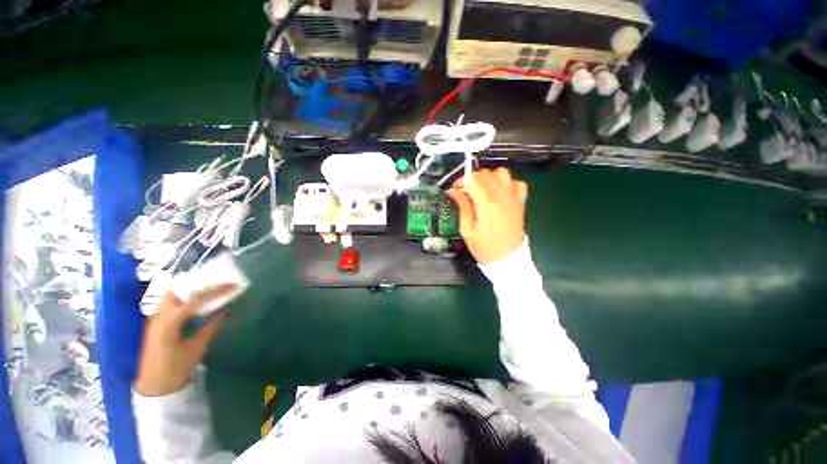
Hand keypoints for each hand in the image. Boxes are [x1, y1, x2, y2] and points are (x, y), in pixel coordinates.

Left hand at [134, 285, 236, 396]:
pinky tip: (196, 305)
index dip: (215, 289)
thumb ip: (212, 325)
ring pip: (171, 296)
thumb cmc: (177, 367)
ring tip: (210, 292)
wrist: (155, 387)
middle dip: (197, 285)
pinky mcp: (156, 324)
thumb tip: (227, 308)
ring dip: (190, 292)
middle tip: (217, 285)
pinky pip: (169, 306)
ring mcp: (155, 319)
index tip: (231, 284)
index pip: (195, 297)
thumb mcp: (198, 346)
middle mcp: (159, 315)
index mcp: (170, 321)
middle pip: (176, 290)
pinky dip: (184, 301)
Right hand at [448, 168, 527, 264]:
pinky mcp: (521, 202)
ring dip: (490, 177)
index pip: (473, 179)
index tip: (455, 190)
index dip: (461, 181)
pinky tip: (500, 193)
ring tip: (483, 189)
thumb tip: (454, 191)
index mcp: (486, 203)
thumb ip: (462, 207)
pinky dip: (507, 183)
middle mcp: (502, 196)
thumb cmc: (484, 247)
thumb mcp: (467, 229)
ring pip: (502, 173)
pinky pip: (517, 182)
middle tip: (466, 191)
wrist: (507, 259)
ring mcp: (514, 198)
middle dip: (472, 179)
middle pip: (485, 173)